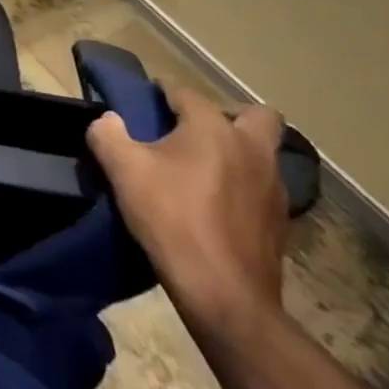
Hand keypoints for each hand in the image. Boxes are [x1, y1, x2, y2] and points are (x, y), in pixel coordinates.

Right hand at [87, 86, 288, 336]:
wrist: (224, 296)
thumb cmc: (171, 219)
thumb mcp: (122, 169)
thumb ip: (107, 132)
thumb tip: (109, 120)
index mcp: (213, 128)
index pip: (185, 92)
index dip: (162, 95)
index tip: (145, 106)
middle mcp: (252, 149)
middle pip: (256, 115)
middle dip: (229, 116)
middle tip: (195, 133)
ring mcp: (274, 188)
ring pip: (263, 154)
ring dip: (238, 154)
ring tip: (203, 172)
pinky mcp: (281, 223)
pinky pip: (263, 188)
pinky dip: (244, 187)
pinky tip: (217, 205)